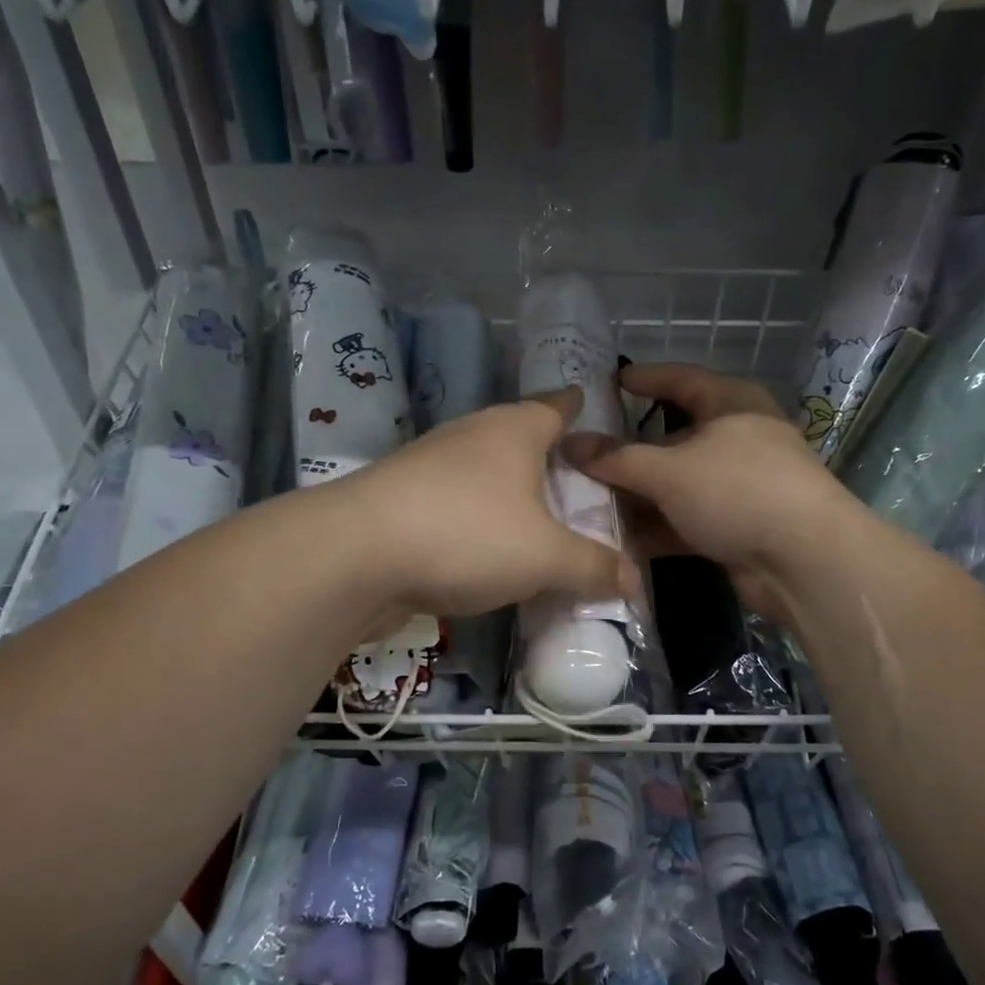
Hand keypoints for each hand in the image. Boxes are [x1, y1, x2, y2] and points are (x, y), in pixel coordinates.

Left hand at [320, 388, 635, 628]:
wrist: (352, 557)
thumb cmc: (465, 535)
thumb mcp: (544, 557)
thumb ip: (592, 566)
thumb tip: (632, 580)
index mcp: (513, 430)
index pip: (556, 404)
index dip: (578, 406)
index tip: (593, 408)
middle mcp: (471, 436)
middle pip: (520, 438)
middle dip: (549, 459)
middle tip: (581, 488)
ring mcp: (430, 466)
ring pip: (486, 474)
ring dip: (512, 495)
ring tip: (541, 523)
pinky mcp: (402, 501)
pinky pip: (458, 505)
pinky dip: (480, 522)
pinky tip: (490, 553)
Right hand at [574, 363, 868, 621]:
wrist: (804, 562)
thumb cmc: (738, 491)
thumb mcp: (670, 470)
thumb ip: (617, 458)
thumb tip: (570, 443)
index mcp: (731, 404)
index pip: (681, 380)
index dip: (645, 379)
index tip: (610, 382)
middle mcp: (738, 439)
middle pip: (674, 438)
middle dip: (630, 451)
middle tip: (585, 456)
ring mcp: (740, 486)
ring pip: (678, 484)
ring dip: (639, 495)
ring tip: (589, 501)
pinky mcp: (738, 527)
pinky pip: (688, 520)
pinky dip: (658, 527)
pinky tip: (619, 540)